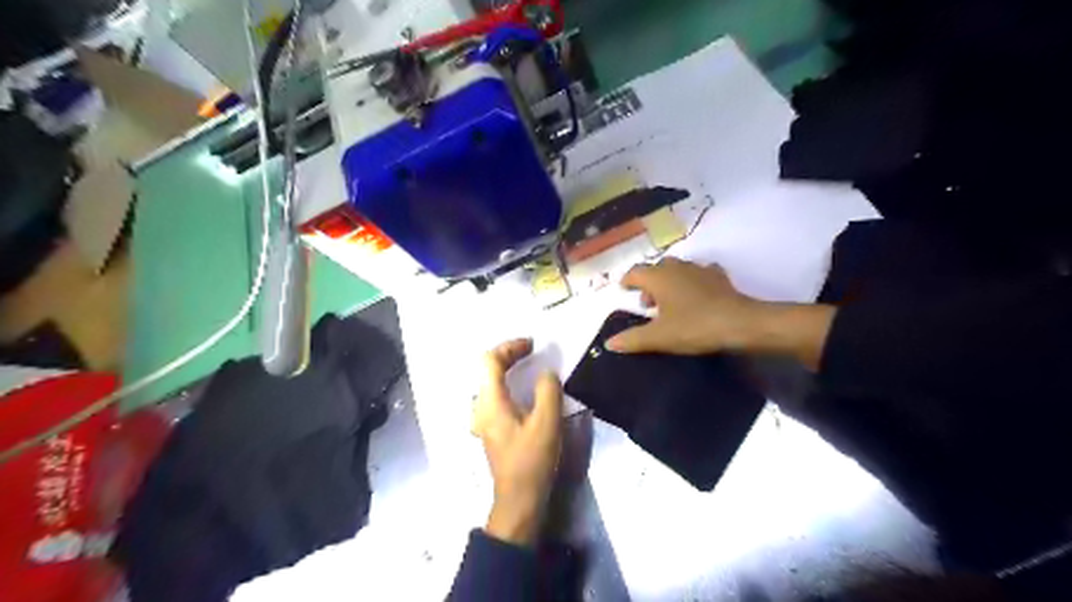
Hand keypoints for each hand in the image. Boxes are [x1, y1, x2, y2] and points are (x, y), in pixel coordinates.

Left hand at [472, 339, 563, 545]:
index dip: (510, 346)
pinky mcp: (490, 429)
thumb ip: (548, 391)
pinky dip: (507, 383)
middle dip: (508, 355)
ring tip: (529, 366)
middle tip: (532, 351)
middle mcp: (480, 407)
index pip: (490, 361)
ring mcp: (482, 419)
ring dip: (507, 369)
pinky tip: (524, 390)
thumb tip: (546, 373)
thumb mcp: (547, 423)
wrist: (518, 499)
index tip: (532, 345)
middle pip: (487, 369)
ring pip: (489, 382)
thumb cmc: (532, 460)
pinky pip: (494, 395)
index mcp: (490, 401)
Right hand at [606, 257, 765, 351]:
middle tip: (648, 305)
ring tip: (671, 303)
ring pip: (677, 270)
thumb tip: (609, 343)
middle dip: (649, 284)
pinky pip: (699, 274)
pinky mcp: (718, 277)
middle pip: (656, 269)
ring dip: (670, 282)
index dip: (627, 281)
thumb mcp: (659, 337)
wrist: (739, 323)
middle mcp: (676, 267)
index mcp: (658, 277)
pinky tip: (696, 296)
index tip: (624, 290)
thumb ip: (632, 339)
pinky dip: (693, 282)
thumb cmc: (693, 326)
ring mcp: (699, 269)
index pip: (635, 272)